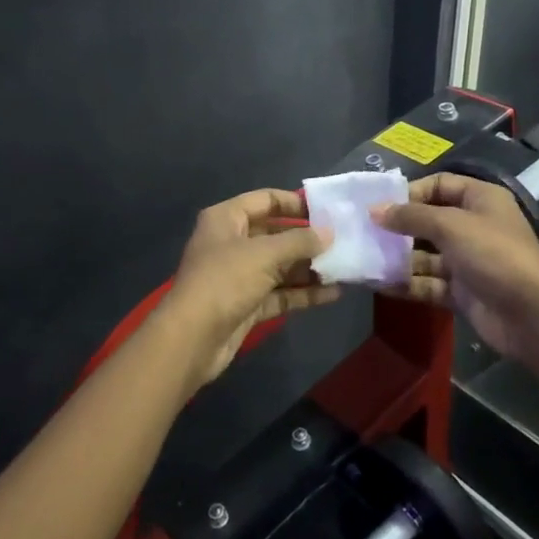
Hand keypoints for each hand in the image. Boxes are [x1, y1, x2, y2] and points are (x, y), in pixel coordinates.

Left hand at [165, 189, 340, 384]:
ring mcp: (239, 275)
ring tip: (345, 268)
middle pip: (275, 234)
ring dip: (309, 268)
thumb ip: (299, 241)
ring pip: (280, 266)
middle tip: (343, 242)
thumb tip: (328, 233)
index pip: (265, 200)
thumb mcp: (265, 254)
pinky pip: (280, 293)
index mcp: (226, 219)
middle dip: (307, 240)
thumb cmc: (225, 280)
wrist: (192, 338)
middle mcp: (231, 243)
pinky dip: (303, 293)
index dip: (295, 203)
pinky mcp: (247, 304)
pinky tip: (333, 294)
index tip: (327, 211)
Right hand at [373, 173, 538, 361]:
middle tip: (364, 233)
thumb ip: (410, 216)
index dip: (410, 193)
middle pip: (428, 221)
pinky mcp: (462, 292)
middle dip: (398, 228)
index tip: (380, 205)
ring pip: (425, 255)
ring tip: (365, 260)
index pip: (439, 185)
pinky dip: (407, 284)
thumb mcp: (450, 225)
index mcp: (479, 200)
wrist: (532, 315)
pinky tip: (380, 285)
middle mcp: (473, 227)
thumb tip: (374, 210)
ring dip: (398, 258)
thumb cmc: (493, 254)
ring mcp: (468, 261)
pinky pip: (428, 283)